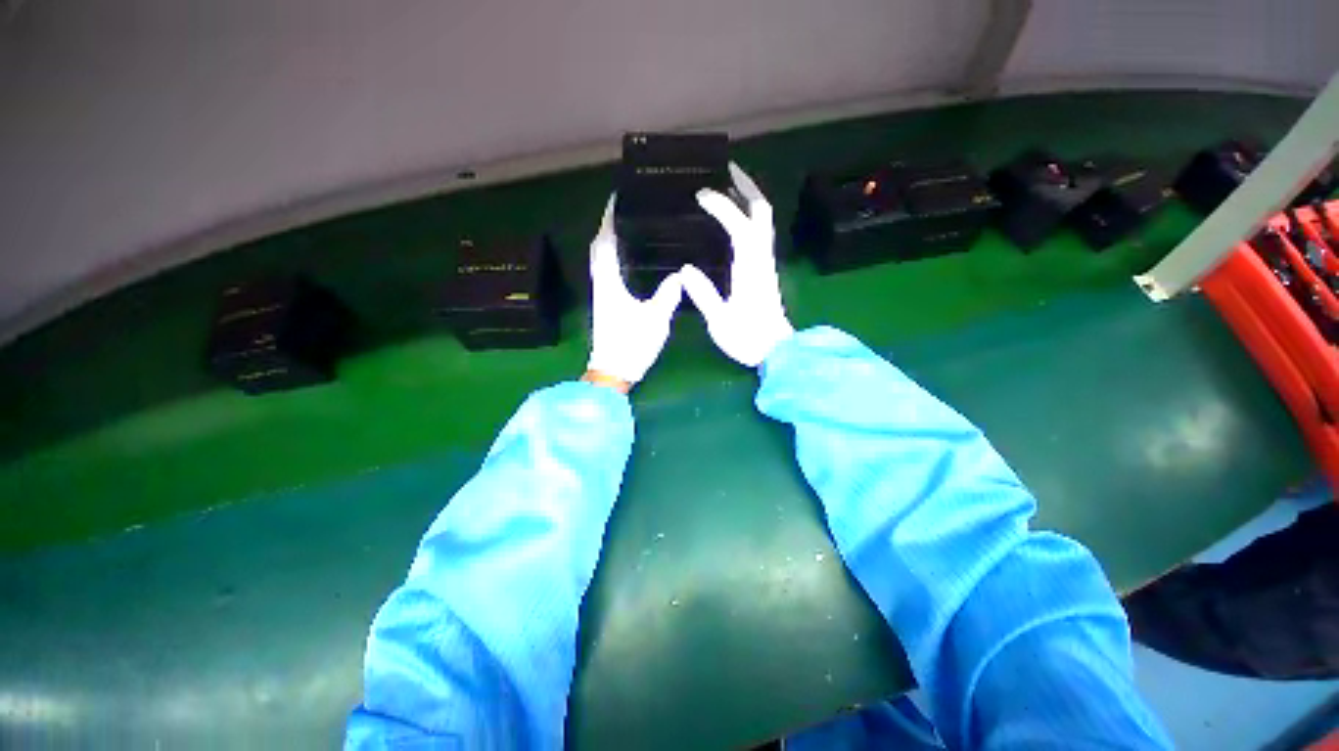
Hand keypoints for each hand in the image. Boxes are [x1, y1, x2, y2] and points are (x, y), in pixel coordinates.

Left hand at [586, 195, 685, 387]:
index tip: (615, 200)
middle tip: (623, 211)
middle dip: (607, 227)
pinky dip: (612, 258)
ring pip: (600, 260)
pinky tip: (626, 260)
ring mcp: (602, 295)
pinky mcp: (605, 304)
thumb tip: (679, 276)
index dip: (608, 220)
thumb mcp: (655, 319)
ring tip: (625, 229)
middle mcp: (601, 284)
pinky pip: (606, 272)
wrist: (613, 370)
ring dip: (608, 242)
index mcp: (610, 283)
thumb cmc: (632, 345)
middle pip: (599, 248)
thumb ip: (668, 295)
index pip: (605, 243)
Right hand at [680, 163, 793, 367]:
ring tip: (729, 185)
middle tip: (727, 170)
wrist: (776, 350)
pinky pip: (760, 232)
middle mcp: (761, 259)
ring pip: (764, 220)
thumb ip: (703, 295)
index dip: (722, 206)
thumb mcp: (720, 321)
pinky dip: (749, 216)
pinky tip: (735, 218)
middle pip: (761, 212)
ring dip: (750, 198)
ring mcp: (766, 262)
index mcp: (750, 269)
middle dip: (747, 186)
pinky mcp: (765, 269)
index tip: (702, 195)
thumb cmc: (748, 338)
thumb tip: (685, 270)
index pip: (738, 226)